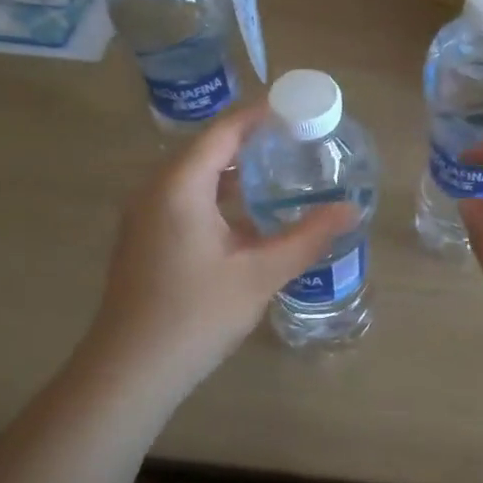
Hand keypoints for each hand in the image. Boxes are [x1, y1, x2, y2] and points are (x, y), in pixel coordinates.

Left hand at [86, 105, 353, 395]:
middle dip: (253, 141)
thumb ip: (308, 237)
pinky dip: (220, 194)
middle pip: (209, 148)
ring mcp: (146, 215)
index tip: (299, 110)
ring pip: (197, 176)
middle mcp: (156, 190)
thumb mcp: (260, 274)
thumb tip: (352, 209)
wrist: (130, 372)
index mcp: (179, 186)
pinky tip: (250, 215)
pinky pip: (187, 198)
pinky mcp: (146, 238)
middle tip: (300, 141)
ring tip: (282, 171)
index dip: (261, 115)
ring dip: (236, 170)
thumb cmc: (195, 315)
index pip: (224, 131)